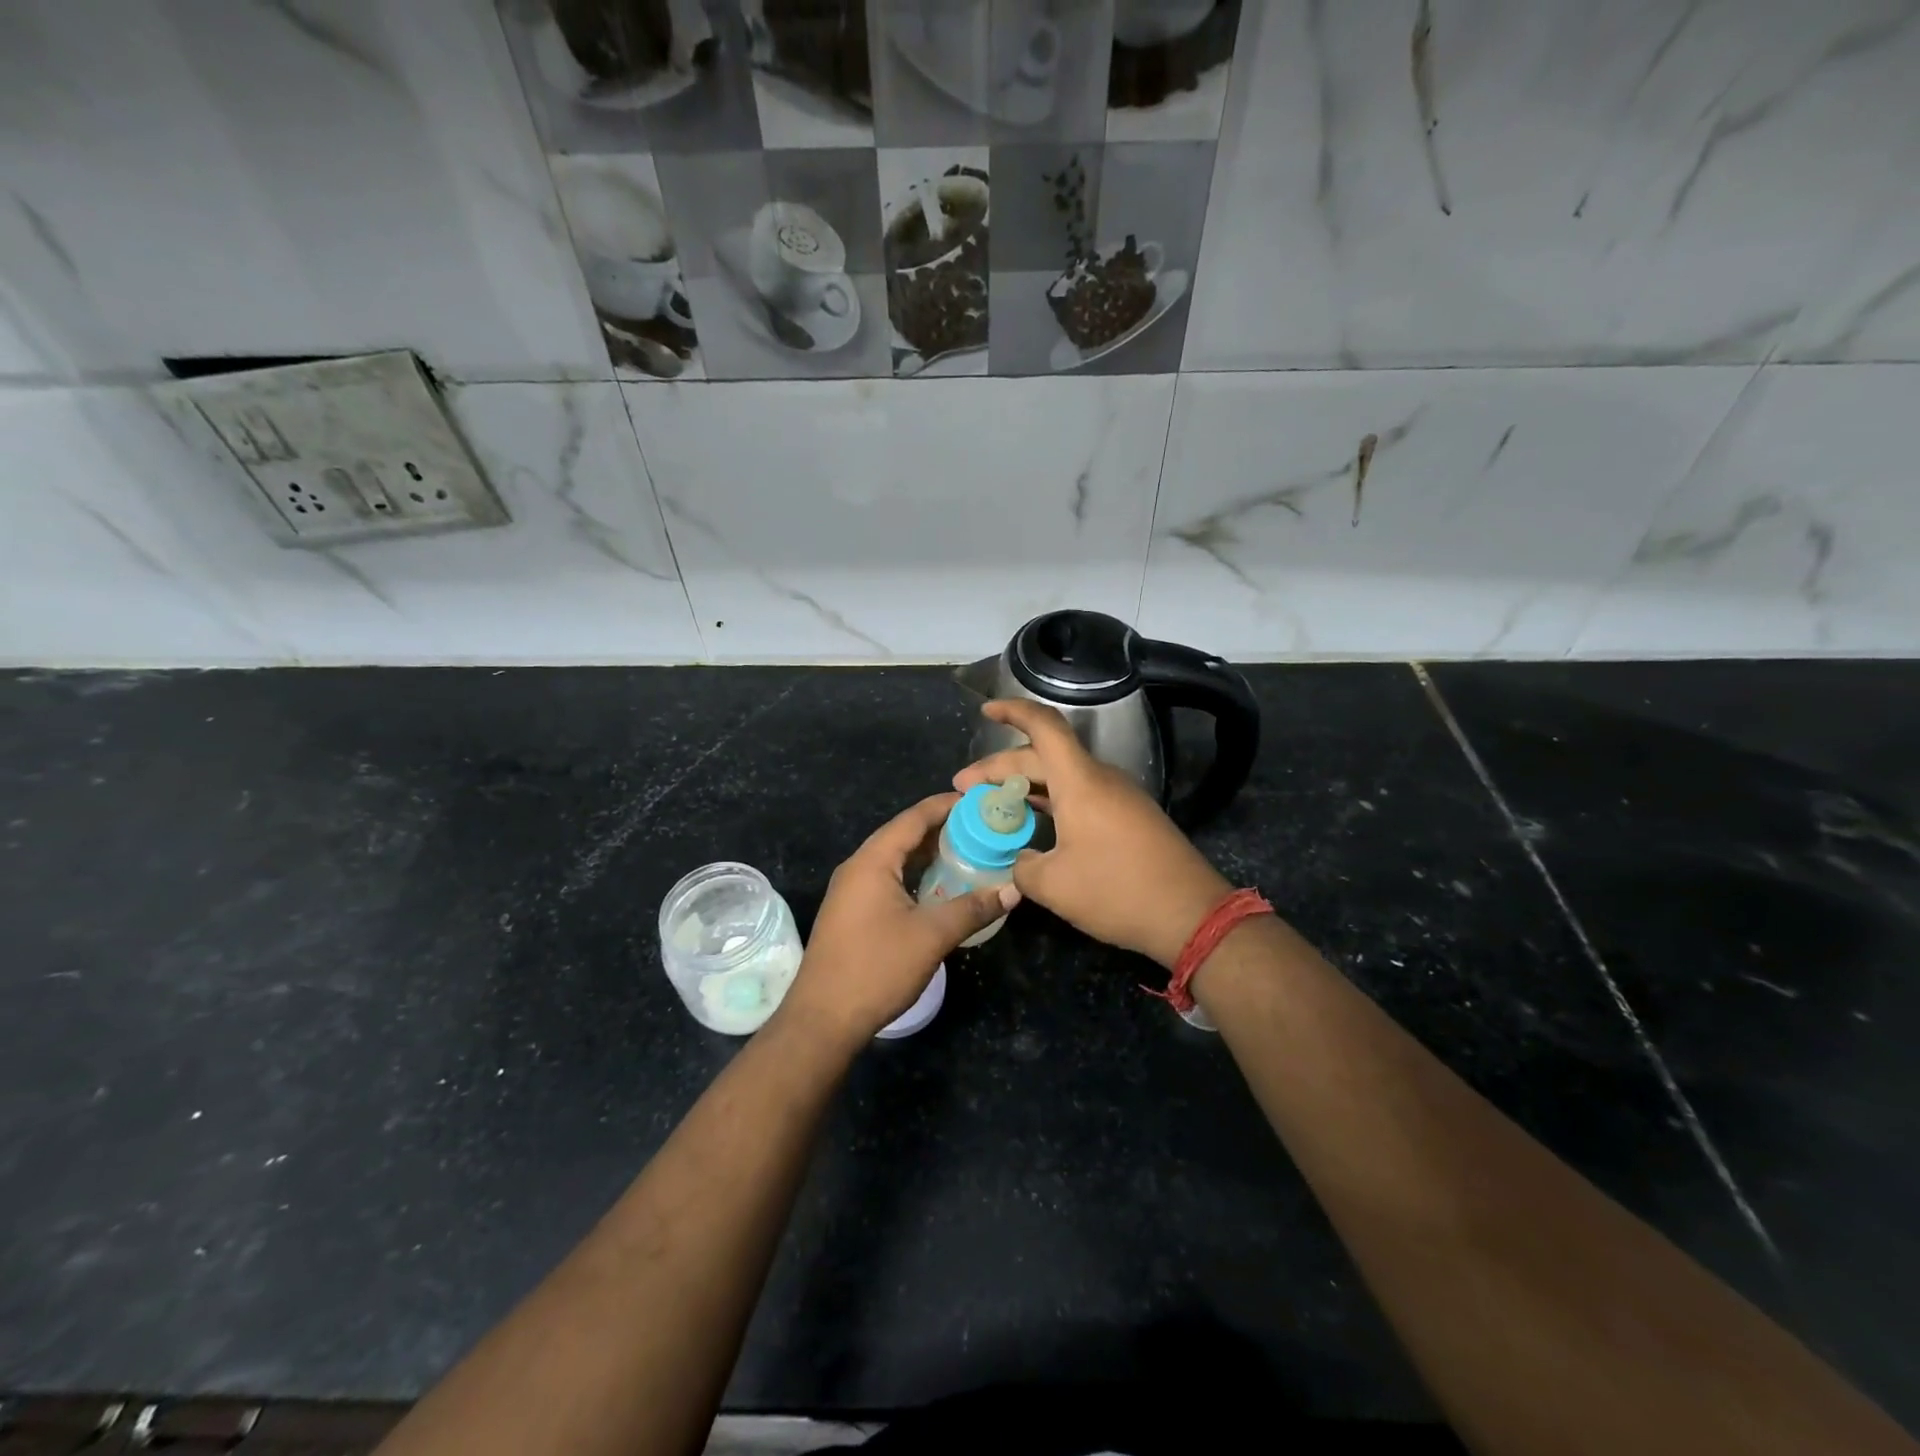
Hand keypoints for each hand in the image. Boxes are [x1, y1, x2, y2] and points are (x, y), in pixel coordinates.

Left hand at [778, 793, 1019, 1046]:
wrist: (823, 1020)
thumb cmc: (876, 968)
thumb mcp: (931, 936)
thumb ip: (972, 908)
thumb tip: (1012, 891)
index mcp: (872, 861)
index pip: (913, 818)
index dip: (945, 806)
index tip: (979, 801)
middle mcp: (858, 868)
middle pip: (903, 835)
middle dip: (941, 829)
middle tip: (982, 828)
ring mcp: (851, 892)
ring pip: (896, 860)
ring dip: (929, 855)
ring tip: (968, 852)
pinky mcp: (852, 913)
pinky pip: (888, 880)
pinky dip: (916, 876)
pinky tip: (940, 888)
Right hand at [954, 700, 1230, 968]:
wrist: (1191, 915)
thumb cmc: (1118, 891)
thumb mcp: (1054, 886)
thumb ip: (1022, 867)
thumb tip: (1019, 860)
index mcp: (1080, 781)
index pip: (1044, 727)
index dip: (1012, 712)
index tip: (985, 710)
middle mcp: (1099, 779)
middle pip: (1043, 756)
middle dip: (1001, 768)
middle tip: (966, 788)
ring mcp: (1118, 797)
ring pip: (1062, 777)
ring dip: (1025, 786)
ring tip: (993, 805)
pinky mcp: (1128, 817)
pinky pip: (1080, 795)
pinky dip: (1050, 801)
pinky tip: (1033, 824)